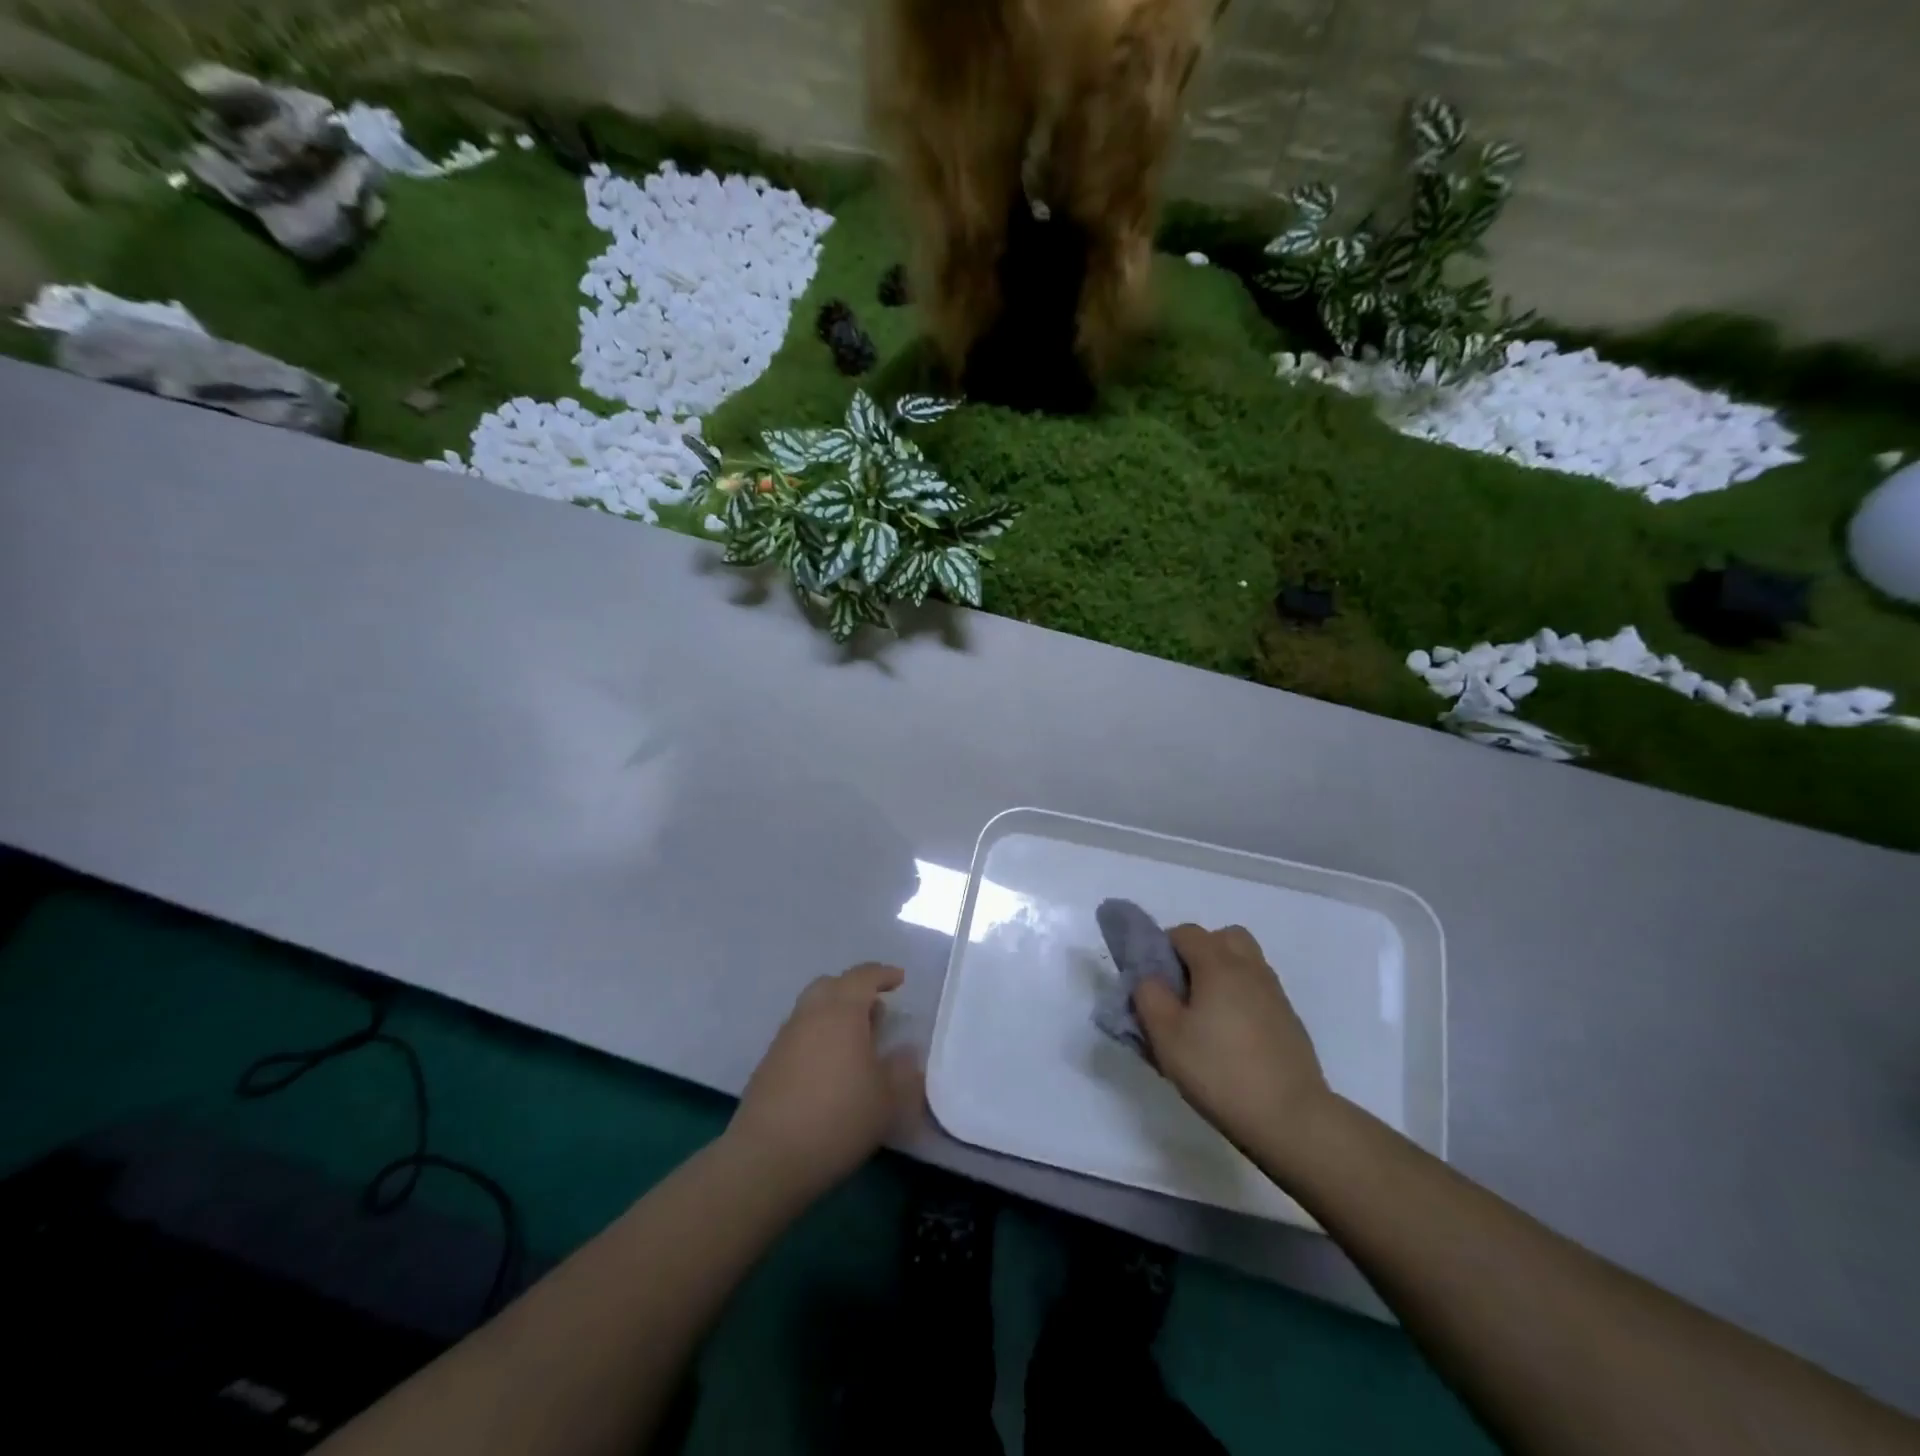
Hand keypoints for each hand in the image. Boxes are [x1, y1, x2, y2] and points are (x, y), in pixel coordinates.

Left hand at [728, 963, 923, 1198]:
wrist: (767, 1157)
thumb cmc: (838, 1118)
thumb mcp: (887, 1099)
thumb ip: (902, 1070)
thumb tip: (907, 1050)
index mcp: (841, 1011)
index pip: (863, 976)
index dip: (883, 974)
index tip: (899, 980)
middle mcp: (810, 1014)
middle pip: (832, 985)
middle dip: (855, 990)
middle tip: (876, 1009)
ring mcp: (784, 1038)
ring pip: (812, 1009)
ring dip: (835, 1014)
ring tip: (856, 1042)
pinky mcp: (768, 1063)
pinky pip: (800, 1034)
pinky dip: (818, 1037)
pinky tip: (829, 1068)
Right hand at [1134, 925, 1331, 1157]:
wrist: (1292, 1118)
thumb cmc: (1220, 1071)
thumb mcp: (1166, 1037)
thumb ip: (1149, 996)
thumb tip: (1151, 979)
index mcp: (1218, 964)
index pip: (1186, 932)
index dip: (1164, 948)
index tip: (1155, 982)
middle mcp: (1250, 968)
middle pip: (1224, 937)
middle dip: (1201, 952)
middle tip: (1185, 989)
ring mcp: (1275, 993)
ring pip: (1245, 963)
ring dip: (1224, 974)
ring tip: (1207, 1015)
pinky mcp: (1290, 1020)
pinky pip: (1259, 991)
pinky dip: (1242, 998)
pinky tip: (1232, 1036)